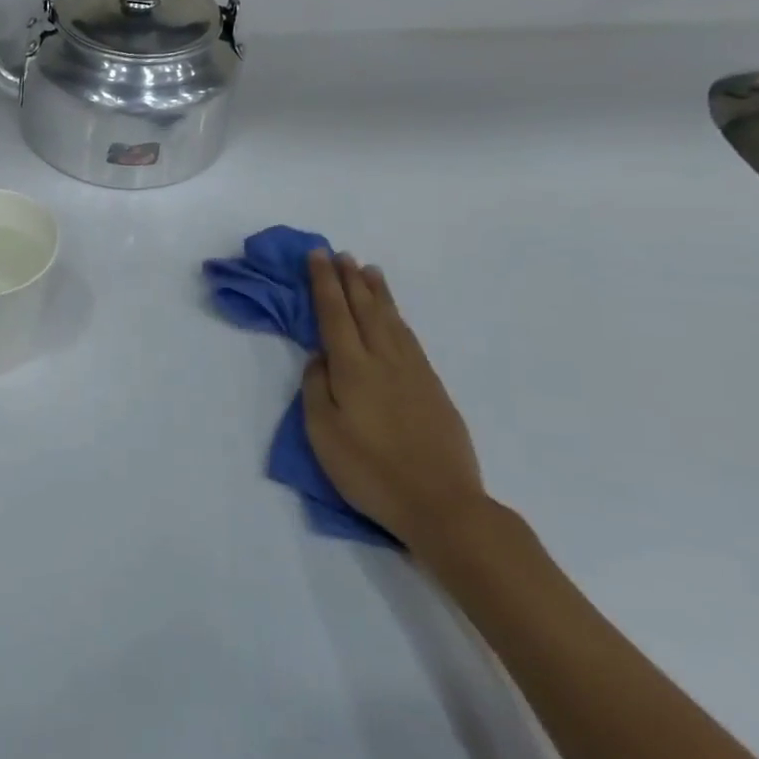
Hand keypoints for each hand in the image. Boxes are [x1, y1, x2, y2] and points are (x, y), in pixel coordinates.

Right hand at [302, 252, 488, 554]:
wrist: (442, 504)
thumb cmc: (370, 471)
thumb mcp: (324, 434)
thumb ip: (317, 389)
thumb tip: (320, 357)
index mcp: (353, 369)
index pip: (334, 314)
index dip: (324, 283)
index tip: (317, 256)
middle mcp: (384, 360)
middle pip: (365, 309)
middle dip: (350, 279)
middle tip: (341, 254)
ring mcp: (414, 372)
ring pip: (392, 320)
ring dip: (377, 293)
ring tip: (369, 271)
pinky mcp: (433, 388)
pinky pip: (409, 338)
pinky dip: (397, 318)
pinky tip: (394, 317)